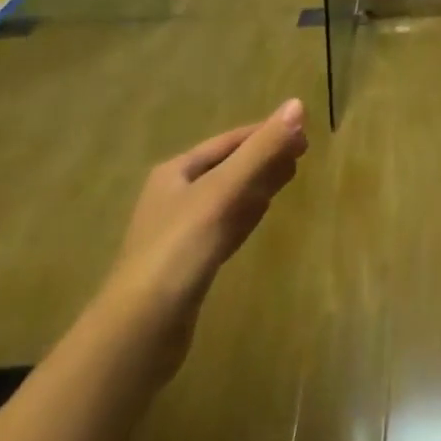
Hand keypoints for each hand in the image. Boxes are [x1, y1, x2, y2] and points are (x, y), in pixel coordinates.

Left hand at [95, 98, 308, 378]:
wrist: (136, 336)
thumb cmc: (178, 250)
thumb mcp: (223, 192)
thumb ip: (261, 150)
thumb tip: (298, 104)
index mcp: (177, 172)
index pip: (230, 141)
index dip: (266, 133)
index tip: (303, 131)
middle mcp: (175, 196)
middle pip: (230, 167)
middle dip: (265, 157)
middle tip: (303, 151)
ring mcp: (180, 233)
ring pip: (229, 197)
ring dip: (259, 183)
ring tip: (290, 174)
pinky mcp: (189, 266)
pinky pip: (225, 226)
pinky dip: (247, 213)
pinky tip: (261, 212)